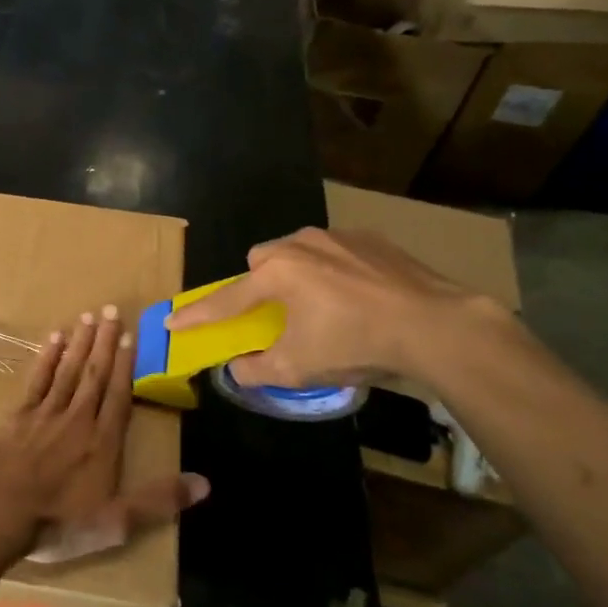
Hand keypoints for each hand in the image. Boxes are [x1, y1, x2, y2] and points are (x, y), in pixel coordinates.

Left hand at [0, 305, 209, 564]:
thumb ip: (159, 500)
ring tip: (89, 316)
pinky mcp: (18, 415)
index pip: (120, 396)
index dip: (127, 366)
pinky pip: (37, 379)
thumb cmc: (59, 521)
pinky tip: (54, 338)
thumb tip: (205, 483)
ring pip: (68, 370)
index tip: (131, 337)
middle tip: (113, 309)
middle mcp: (78, 418)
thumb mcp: (117, 522)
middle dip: (106, 342)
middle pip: (95, 374)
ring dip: (80, 342)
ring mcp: (46, 413)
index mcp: (103, 442)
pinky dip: (47, 357)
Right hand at [165, 228, 505, 389]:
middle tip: (273, 313)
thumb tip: (237, 369)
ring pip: (299, 250)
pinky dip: (334, 271)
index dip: (197, 314)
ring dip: (297, 274)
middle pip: (261, 260)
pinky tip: (356, 297)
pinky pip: (336, 251)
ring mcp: (338, 237)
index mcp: (276, 274)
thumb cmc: (355, 344)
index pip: (225, 299)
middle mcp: (300, 245)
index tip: (172, 321)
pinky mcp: (372, 239)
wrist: (435, 324)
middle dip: (258, 283)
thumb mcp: (299, 368)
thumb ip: (257, 369)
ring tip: (320, 305)